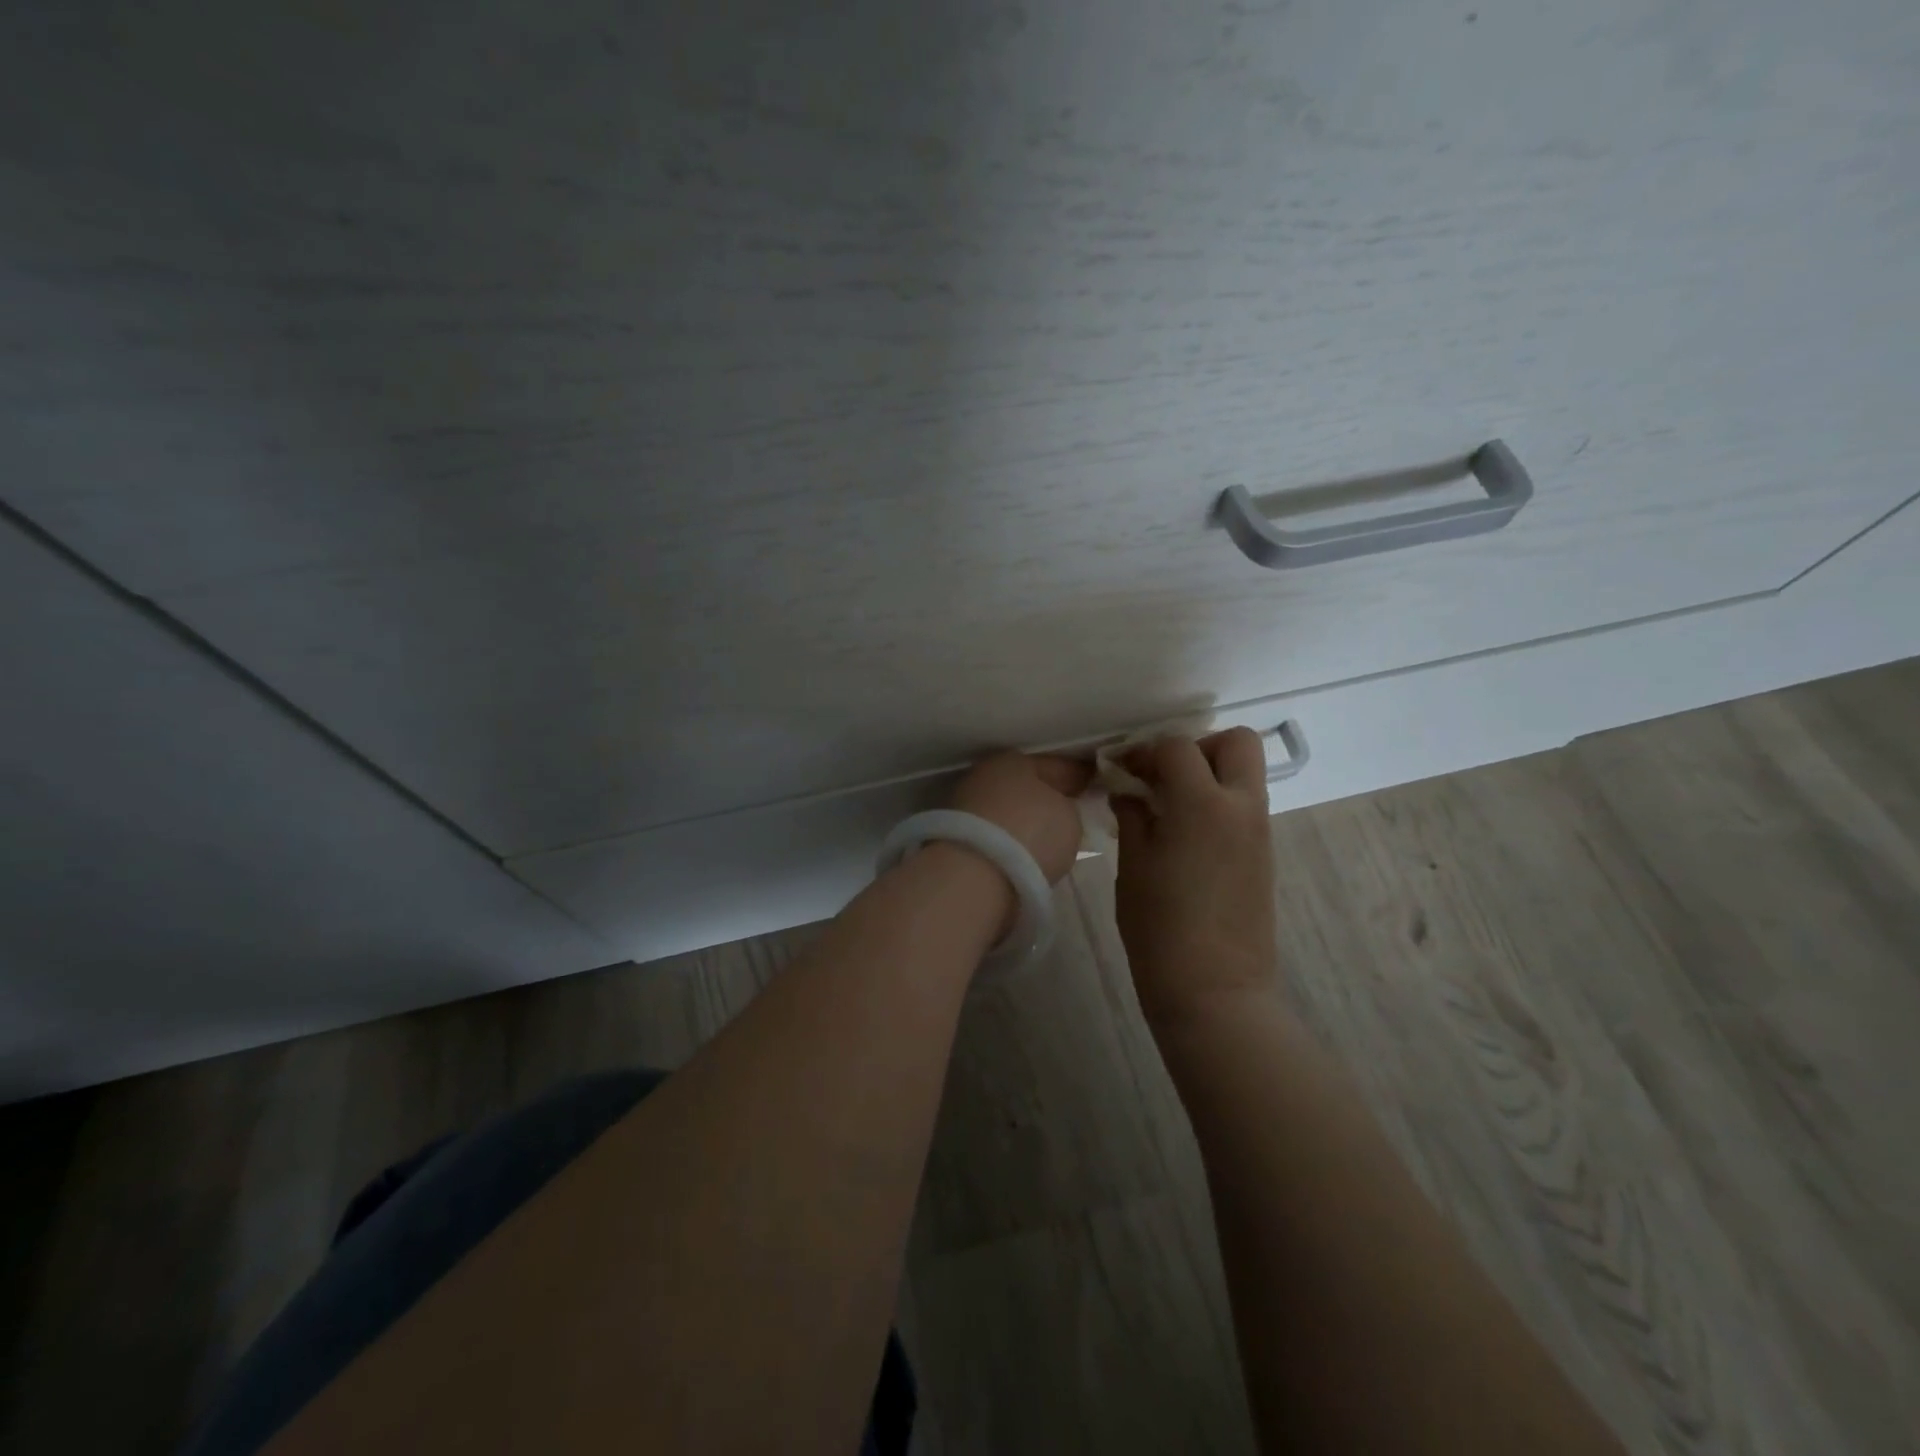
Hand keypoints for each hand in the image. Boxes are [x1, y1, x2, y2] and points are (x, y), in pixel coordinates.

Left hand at [949, 752, 1092, 884]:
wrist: (974, 876)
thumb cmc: (1030, 833)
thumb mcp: (1069, 818)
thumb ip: (1067, 808)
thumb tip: (1059, 810)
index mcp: (1013, 761)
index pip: (1053, 765)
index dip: (1076, 775)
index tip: (1092, 783)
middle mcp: (983, 777)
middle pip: (1023, 787)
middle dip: (1044, 798)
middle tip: (1068, 811)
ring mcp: (962, 808)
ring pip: (1004, 812)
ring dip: (1022, 823)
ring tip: (1045, 840)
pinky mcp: (951, 841)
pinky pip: (992, 837)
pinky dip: (1006, 844)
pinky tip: (1022, 857)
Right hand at [1113, 729, 1278, 1029]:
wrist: (1213, 989)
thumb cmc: (1160, 927)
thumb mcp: (1133, 866)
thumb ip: (1133, 816)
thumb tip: (1130, 791)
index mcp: (1203, 804)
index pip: (1177, 747)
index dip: (1145, 751)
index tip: (1122, 770)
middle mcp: (1241, 807)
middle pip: (1236, 742)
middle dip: (1198, 747)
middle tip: (1164, 777)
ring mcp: (1260, 832)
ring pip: (1245, 774)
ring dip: (1209, 775)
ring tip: (1169, 808)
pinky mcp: (1264, 855)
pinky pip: (1245, 807)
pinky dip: (1218, 803)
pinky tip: (1186, 835)